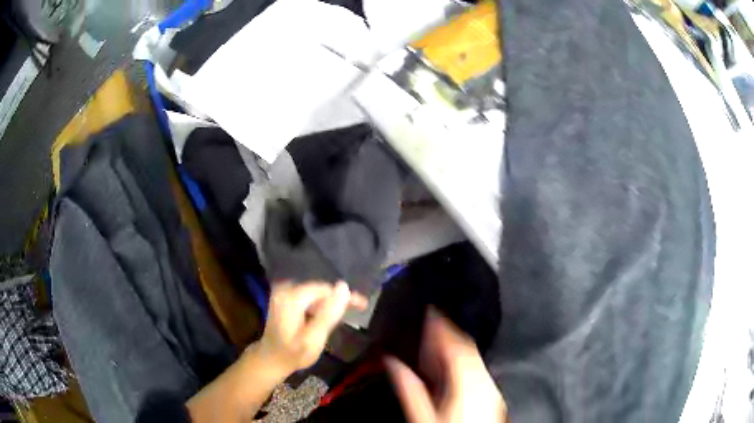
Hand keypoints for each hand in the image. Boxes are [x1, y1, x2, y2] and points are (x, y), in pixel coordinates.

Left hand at [257, 280, 366, 375]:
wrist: (271, 359)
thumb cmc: (293, 354)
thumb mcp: (314, 338)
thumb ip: (328, 313)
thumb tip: (344, 287)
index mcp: (291, 297)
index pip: (325, 289)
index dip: (345, 296)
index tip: (362, 305)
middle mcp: (285, 289)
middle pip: (320, 290)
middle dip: (338, 299)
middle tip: (358, 308)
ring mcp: (283, 293)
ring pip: (316, 293)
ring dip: (330, 303)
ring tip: (346, 314)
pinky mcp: (284, 298)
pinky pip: (308, 297)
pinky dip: (319, 305)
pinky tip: (327, 316)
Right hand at [385, 309, 505, 422]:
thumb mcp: (422, 416)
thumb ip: (409, 387)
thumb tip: (392, 362)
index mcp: (467, 383)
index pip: (456, 346)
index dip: (442, 326)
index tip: (431, 310)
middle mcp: (483, 379)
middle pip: (467, 348)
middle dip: (448, 333)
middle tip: (431, 321)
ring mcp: (490, 386)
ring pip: (473, 356)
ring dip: (454, 346)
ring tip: (435, 339)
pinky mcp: (490, 392)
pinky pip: (477, 367)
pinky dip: (462, 359)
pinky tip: (448, 363)